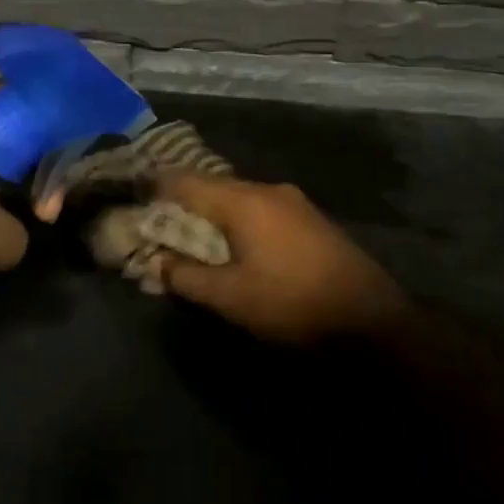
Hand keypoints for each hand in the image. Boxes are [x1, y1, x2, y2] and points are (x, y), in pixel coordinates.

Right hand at [148, 173, 413, 345]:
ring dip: (208, 218)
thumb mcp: (230, 297)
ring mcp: (293, 203)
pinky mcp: (310, 221)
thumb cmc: (293, 305)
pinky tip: (230, 248)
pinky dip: (235, 224)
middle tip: (153, 228)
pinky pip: (259, 212)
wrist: (373, 322)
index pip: (184, 181)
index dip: (153, 189)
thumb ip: (186, 276)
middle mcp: (268, 190)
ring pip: (236, 200)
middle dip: (179, 207)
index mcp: (244, 200)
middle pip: (210, 188)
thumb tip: (155, 262)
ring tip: (186, 241)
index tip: (130, 201)